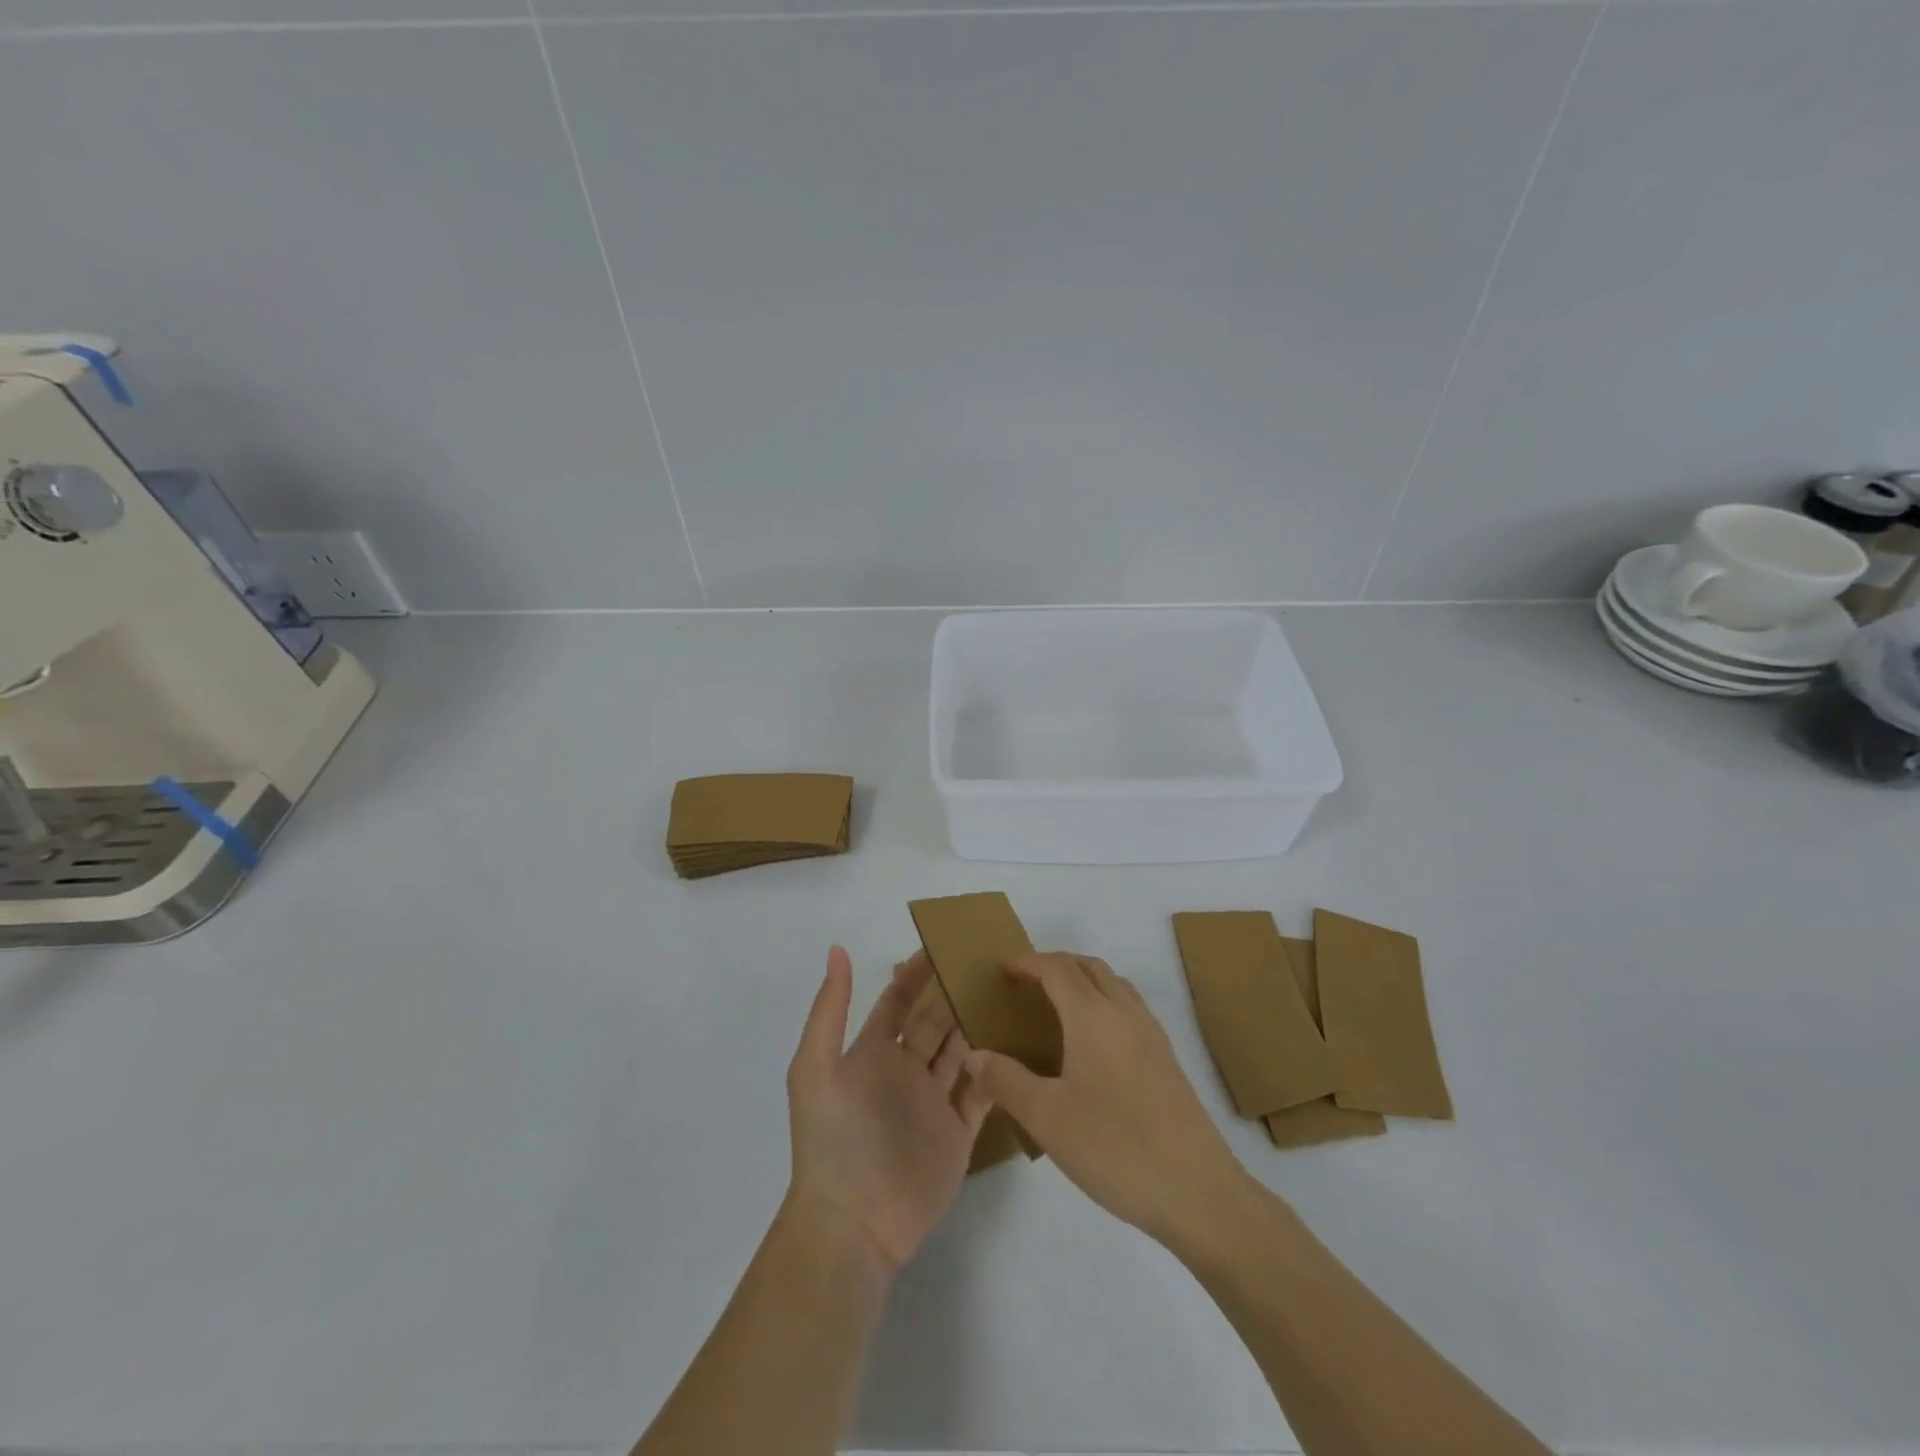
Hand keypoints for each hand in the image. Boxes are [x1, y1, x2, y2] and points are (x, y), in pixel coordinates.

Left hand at [784, 947, 990, 1275]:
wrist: (853, 1224)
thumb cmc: (833, 1140)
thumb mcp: (816, 1068)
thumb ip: (830, 1010)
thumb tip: (837, 949)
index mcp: (872, 1054)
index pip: (898, 1002)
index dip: (916, 974)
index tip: (943, 944)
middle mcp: (905, 1072)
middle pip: (934, 1022)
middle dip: (955, 993)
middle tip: (987, 963)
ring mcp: (934, 1103)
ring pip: (962, 1051)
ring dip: (978, 1024)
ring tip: (1008, 993)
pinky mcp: (959, 1135)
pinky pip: (983, 1093)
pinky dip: (997, 1069)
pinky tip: (1018, 1043)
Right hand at [965, 952, 1249, 1248]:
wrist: (1199, 1192)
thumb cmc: (1116, 1148)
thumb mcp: (1047, 1118)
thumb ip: (1006, 1080)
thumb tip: (974, 1055)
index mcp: (1093, 1016)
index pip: (1058, 969)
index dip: (1030, 963)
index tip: (1005, 972)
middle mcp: (1125, 1013)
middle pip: (1090, 967)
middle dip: (1057, 965)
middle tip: (1027, 984)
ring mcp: (1152, 1035)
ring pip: (1115, 984)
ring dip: (1085, 980)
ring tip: (1058, 1007)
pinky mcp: (1167, 1060)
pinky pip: (1130, 1008)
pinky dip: (1105, 1003)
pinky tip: (1094, 1045)